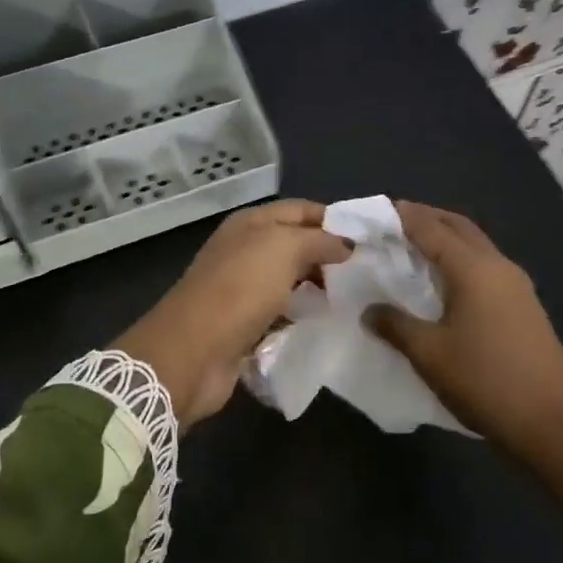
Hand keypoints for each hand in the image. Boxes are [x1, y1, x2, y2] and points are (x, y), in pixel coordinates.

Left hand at [115, 200, 350, 427]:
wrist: (193, 352)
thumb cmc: (239, 290)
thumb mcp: (284, 249)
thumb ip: (319, 240)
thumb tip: (346, 245)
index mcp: (251, 224)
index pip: (301, 210)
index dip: (334, 220)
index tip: (369, 240)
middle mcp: (245, 251)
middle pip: (296, 247)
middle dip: (329, 258)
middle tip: (368, 274)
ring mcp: (243, 289)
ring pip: (291, 282)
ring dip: (318, 290)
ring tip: (355, 300)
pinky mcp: (245, 325)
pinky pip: (282, 315)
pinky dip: (302, 318)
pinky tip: (327, 325)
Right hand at [367, 201, 562, 450]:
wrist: (551, 423)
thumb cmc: (484, 381)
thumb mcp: (429, 354)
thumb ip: (395, 325)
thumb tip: (370, 310)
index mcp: (473, 269)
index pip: (431, 229)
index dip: (404, 216)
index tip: (378, 208)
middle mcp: (498, 266)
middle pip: (459, 227)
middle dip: (428, 218)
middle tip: (395, 222)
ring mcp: (517, 286)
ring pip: (476, 246)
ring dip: (447, 239)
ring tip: (415, 249)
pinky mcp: (525, 306)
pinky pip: (486, 267)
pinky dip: (461, 261)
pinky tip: (445, 283)